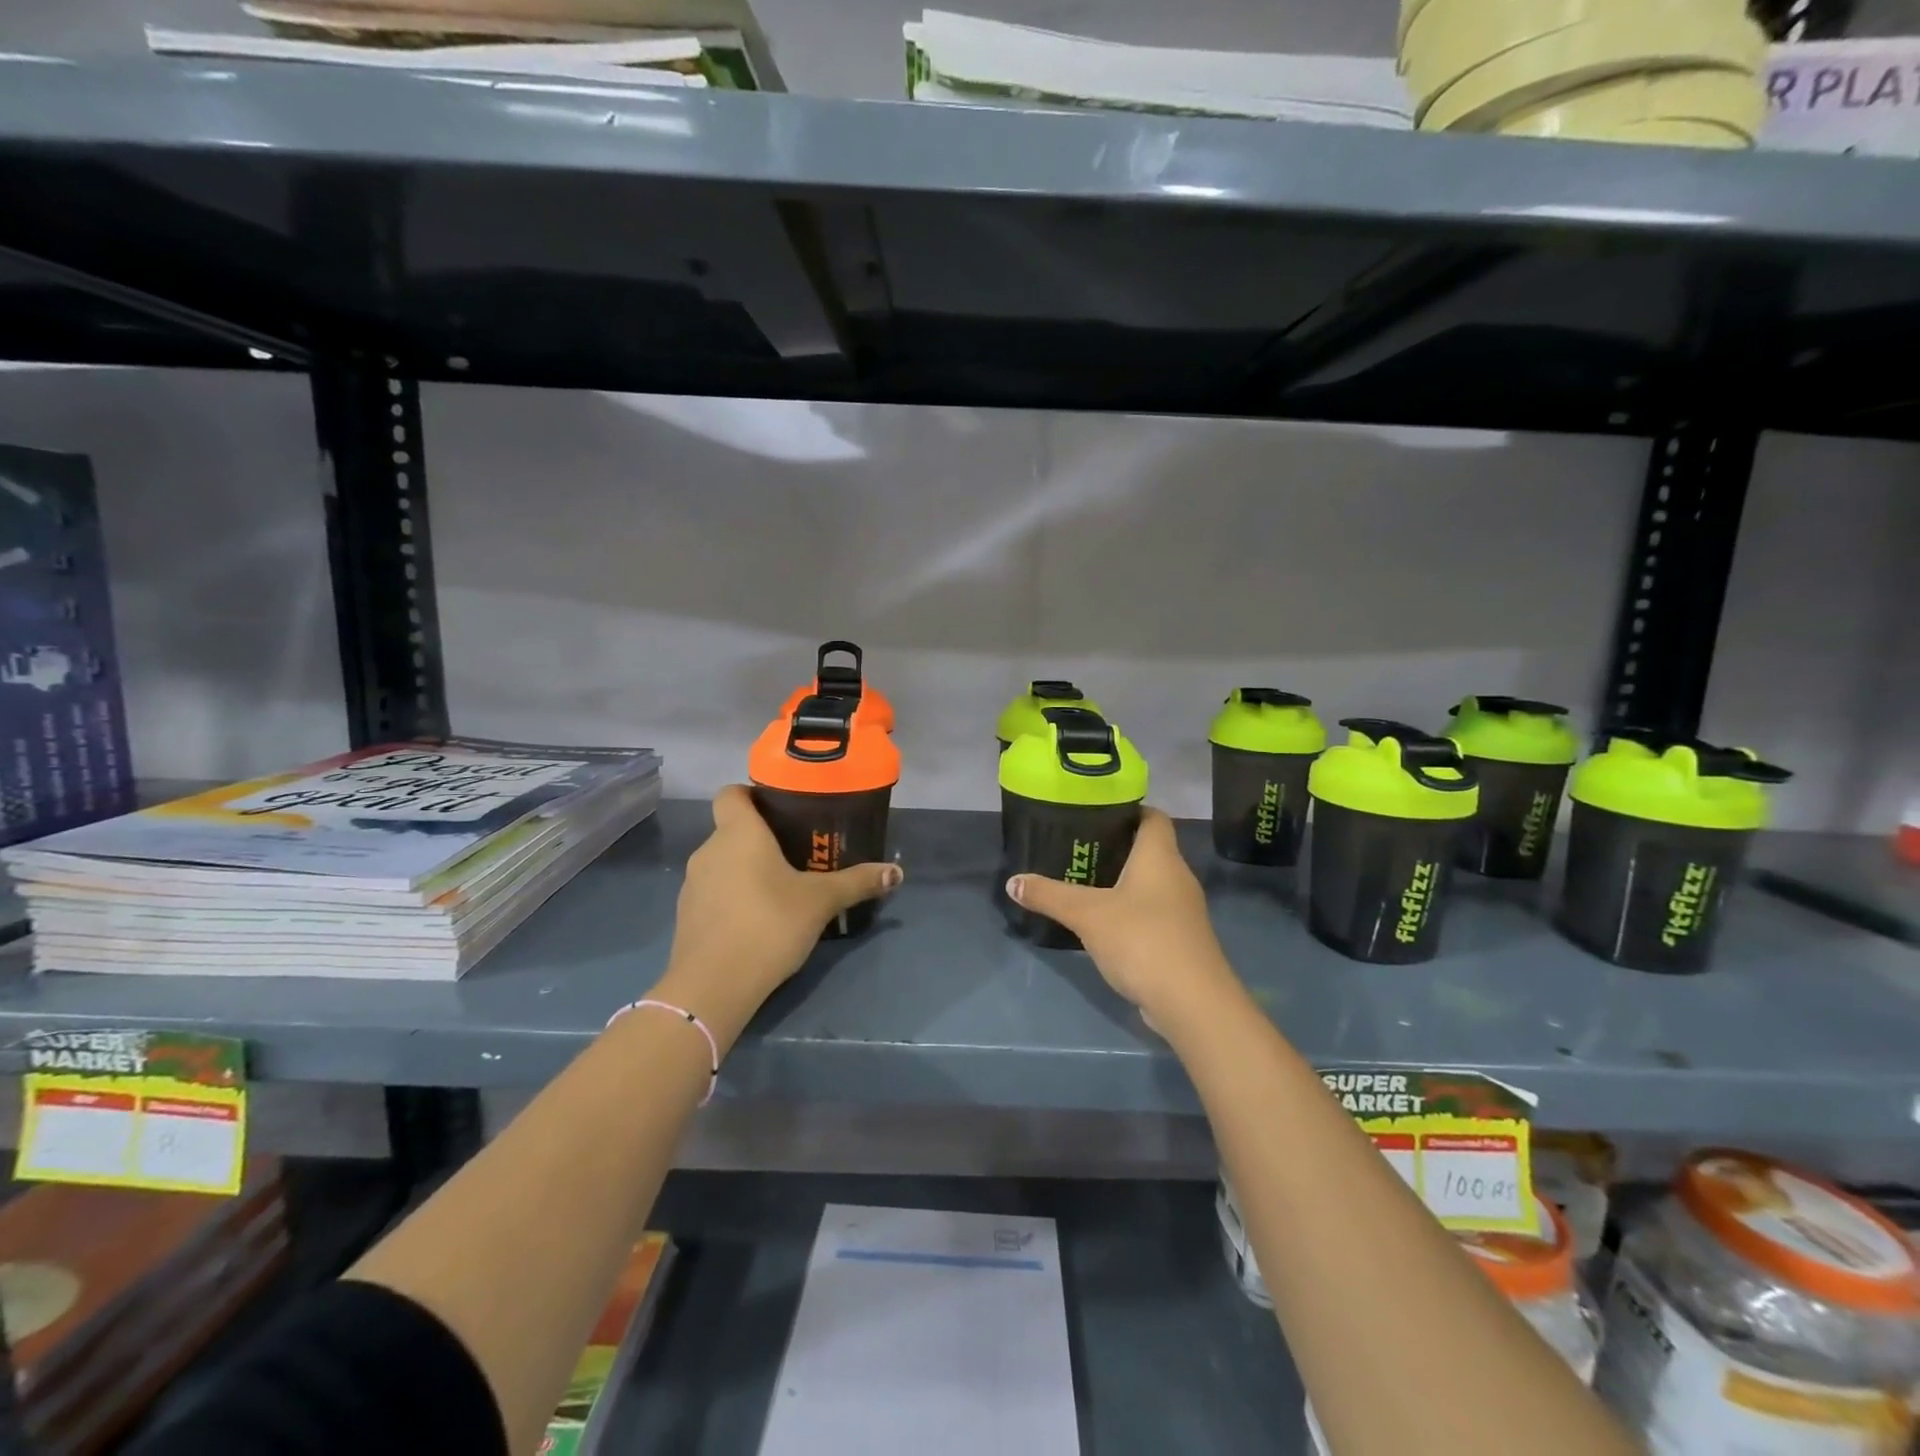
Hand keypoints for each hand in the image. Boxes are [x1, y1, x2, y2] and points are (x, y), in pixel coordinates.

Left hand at [655, 785, 900, 1043]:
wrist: (713, 986)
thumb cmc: (769, 924)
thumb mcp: (821, 901)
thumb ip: (857, 882)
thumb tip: (896, 872)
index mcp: (738, 833)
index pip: (731, 793)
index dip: (753, 794)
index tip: (782, 807)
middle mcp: (709, 850)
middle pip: (732, 829)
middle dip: (762, 837)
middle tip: (798, 850)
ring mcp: (693, 885)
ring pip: (723, 863)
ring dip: (747, 869)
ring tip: (782, 886)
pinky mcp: (687, 917)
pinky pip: (715, 893)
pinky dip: (734, 897)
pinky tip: (759, 918)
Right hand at [1007, 808, 1236, 1022]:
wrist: (1192, 1003)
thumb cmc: (1142, 939)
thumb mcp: (1087, 914)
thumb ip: (1049, 895)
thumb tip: (1013, 882)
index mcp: (1160, 857)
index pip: (1152, 817)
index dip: (1128, 809)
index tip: (1094, 811)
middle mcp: (1177, 877)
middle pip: (1148, 849)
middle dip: (1114, 847)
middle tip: (1075, 847)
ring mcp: (1182, 911)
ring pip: (1149, 883)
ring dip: (1119, 881)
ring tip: (1081, 882)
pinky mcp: (1179, 940)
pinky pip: (1150, 912)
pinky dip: (1127, 910)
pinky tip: (1100, 922)